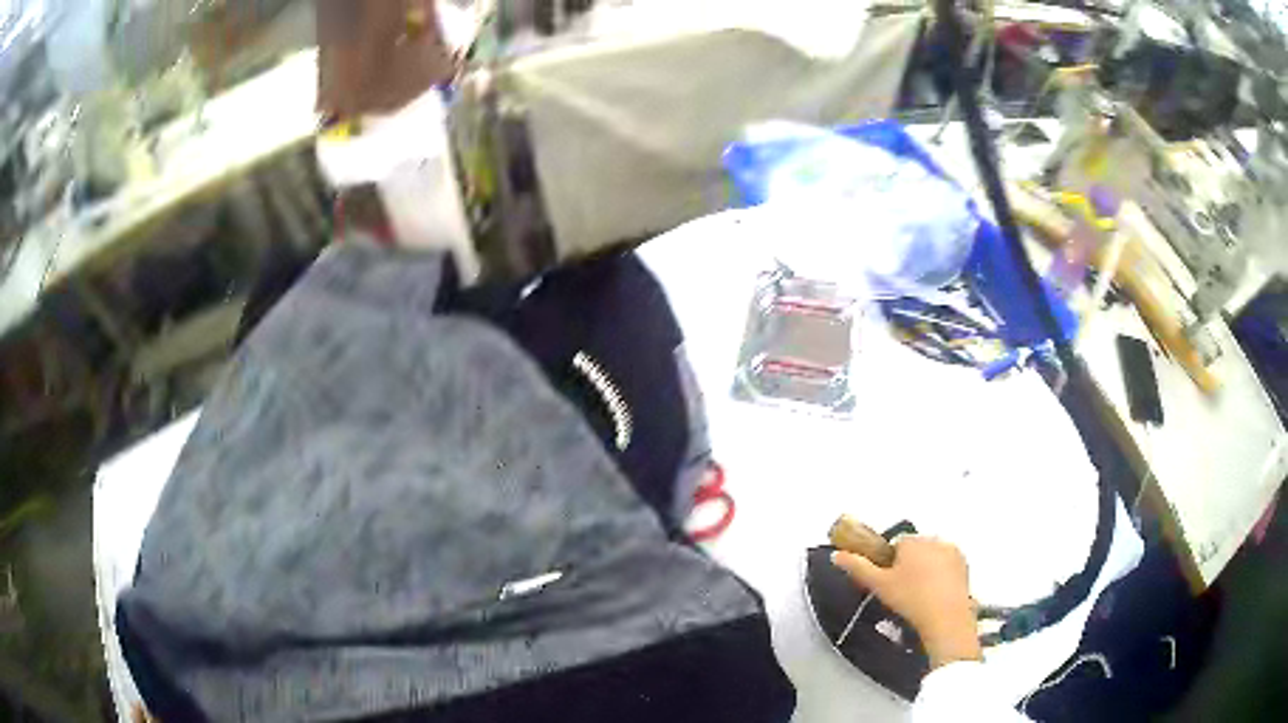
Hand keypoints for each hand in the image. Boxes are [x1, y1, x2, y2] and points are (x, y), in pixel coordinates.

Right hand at [832, 536, 981, 668]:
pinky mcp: (964, 565)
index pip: (896, 545)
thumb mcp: (879, 586)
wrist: (945, 618)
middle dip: (909, 564)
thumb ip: (858, 568)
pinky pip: (948, 565)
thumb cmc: (909, 599)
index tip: (889, 582)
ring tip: (920, 595)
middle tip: (903, 591)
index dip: (891, 562)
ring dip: (926, 568)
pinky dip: (942, 574)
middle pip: (916, 548)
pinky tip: (936, 594)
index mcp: (912, 541)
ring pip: (933, 556)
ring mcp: (952, 551)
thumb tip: (836, 555)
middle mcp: (934, 539)